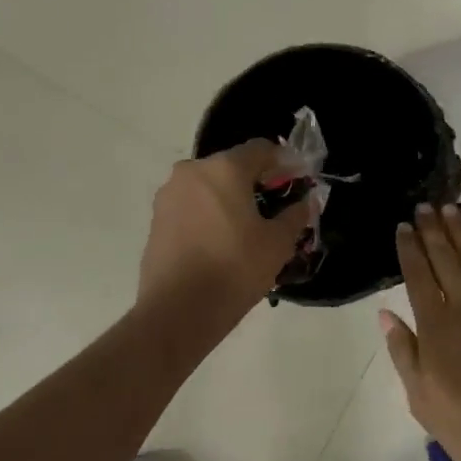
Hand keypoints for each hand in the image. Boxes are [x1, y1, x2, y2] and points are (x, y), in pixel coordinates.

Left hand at [139, 141, 315, 311]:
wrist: (178, 311)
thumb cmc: (235, 269)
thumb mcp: (277, 243)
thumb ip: (295, 215)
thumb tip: (304, 202)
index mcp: (224, 168)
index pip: (261, 149)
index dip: (284, 162)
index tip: (298, 182)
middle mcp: (192, 172)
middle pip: (232, 166)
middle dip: (256, 181)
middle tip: (275, 207)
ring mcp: (169, 195)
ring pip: (209, 186)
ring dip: (230, 198)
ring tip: (247, 228)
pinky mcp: (156, 219)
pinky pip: (191, 206)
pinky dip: (209, 214)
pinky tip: (221, 241)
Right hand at [380, 205, 460, 460]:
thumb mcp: (419, 396)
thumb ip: (403, 351)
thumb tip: (386, 314)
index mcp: (435, 326)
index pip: (417, 277)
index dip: (409, 250)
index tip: (403, 226)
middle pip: (445, 260)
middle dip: (432, 232)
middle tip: (424, 206)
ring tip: (452, 210)